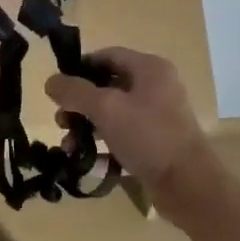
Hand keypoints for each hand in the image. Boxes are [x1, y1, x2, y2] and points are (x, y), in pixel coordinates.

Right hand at [44, 47, 217, 217]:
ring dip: (88, 126)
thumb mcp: (106, 108)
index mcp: (149, 68)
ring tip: (69, 145)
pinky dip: (104, 143)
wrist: (188, 185)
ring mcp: (157, 116)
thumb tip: (51, 82)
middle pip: (108, 85)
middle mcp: (156, 86)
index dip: (80, 68)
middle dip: (80, 103)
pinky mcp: (156, 142)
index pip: (107, 55)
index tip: (58, 88)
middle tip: (61, 121)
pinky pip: (123, 135)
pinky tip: (87, 159)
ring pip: (113, 113)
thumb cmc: (148, 136)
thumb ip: (75, 92)